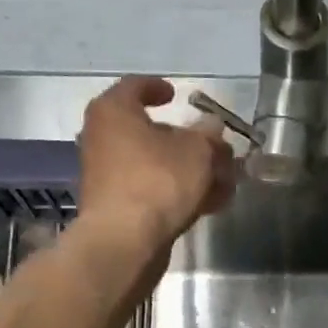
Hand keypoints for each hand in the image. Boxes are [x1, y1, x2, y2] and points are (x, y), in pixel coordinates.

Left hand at [77, 76, 237, 246]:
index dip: (158, 88)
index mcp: (114, 112)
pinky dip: (178, 192)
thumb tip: (212, 126)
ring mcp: (107, 175)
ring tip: (224, 183)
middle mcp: (103, 138)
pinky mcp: (116, 206)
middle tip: (215, 149)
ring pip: (156, 164)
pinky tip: (209, 205)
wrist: (125, 241)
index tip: (177, 95)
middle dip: (188, 141)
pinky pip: (152, 190)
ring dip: (189, 171)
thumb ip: (208, 135)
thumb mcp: (197, 151)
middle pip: (151, 132)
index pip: (135, 87)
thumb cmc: (158, 181)